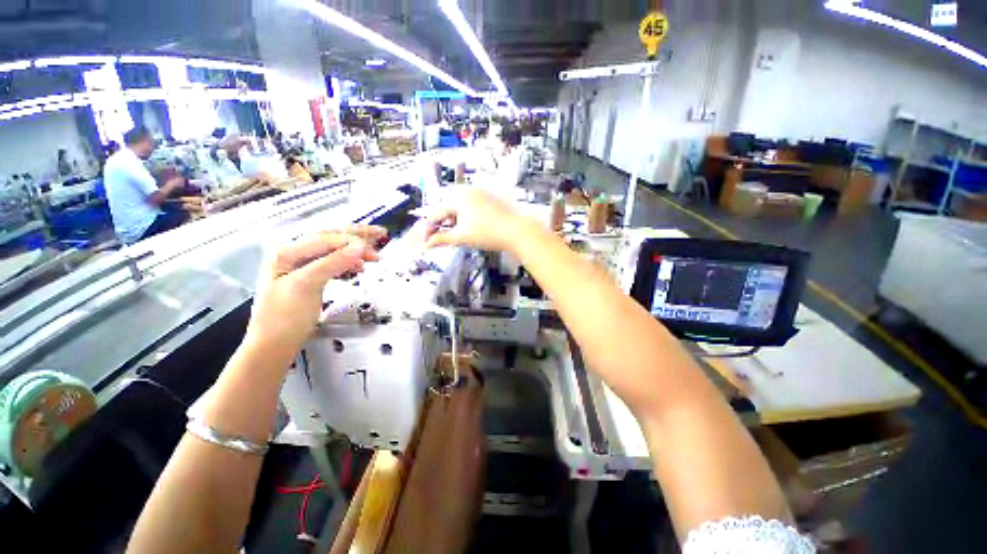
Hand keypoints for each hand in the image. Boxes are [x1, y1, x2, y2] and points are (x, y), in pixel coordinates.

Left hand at [245, 225, 386, 352]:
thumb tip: (359, 247)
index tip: (373, 249)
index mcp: (287, 252)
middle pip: (331, 238)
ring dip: (355, 251)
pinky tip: (359, 267)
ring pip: (334, 250)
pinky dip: (349, 263)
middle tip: (381, 234)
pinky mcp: (310, 279)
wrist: (273, 346)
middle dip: (357, 237)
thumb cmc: (284, 318)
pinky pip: (334, 264)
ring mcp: (302, 267)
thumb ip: (332, 263)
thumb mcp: (306, 286)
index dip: (351, 240)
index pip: (326, 238)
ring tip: (374, 255)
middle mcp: (294, 255)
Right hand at [424, 189, 527, 252]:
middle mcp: (466, 190)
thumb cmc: (488, 233)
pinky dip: (465, 218)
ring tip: (452, 236)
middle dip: (440, 226)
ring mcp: (480, 192)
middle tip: (436, 240)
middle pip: (446, 209)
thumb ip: (442, 239)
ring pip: (459, 208)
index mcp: (456, 197)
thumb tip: (427, 244)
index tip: (424, 243)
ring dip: (452, 222)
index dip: (427, 230)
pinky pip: (471, 207)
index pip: (435, 214)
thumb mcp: (462, 237)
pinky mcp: (490, 197)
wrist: (518, 230)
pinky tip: (467, 228)